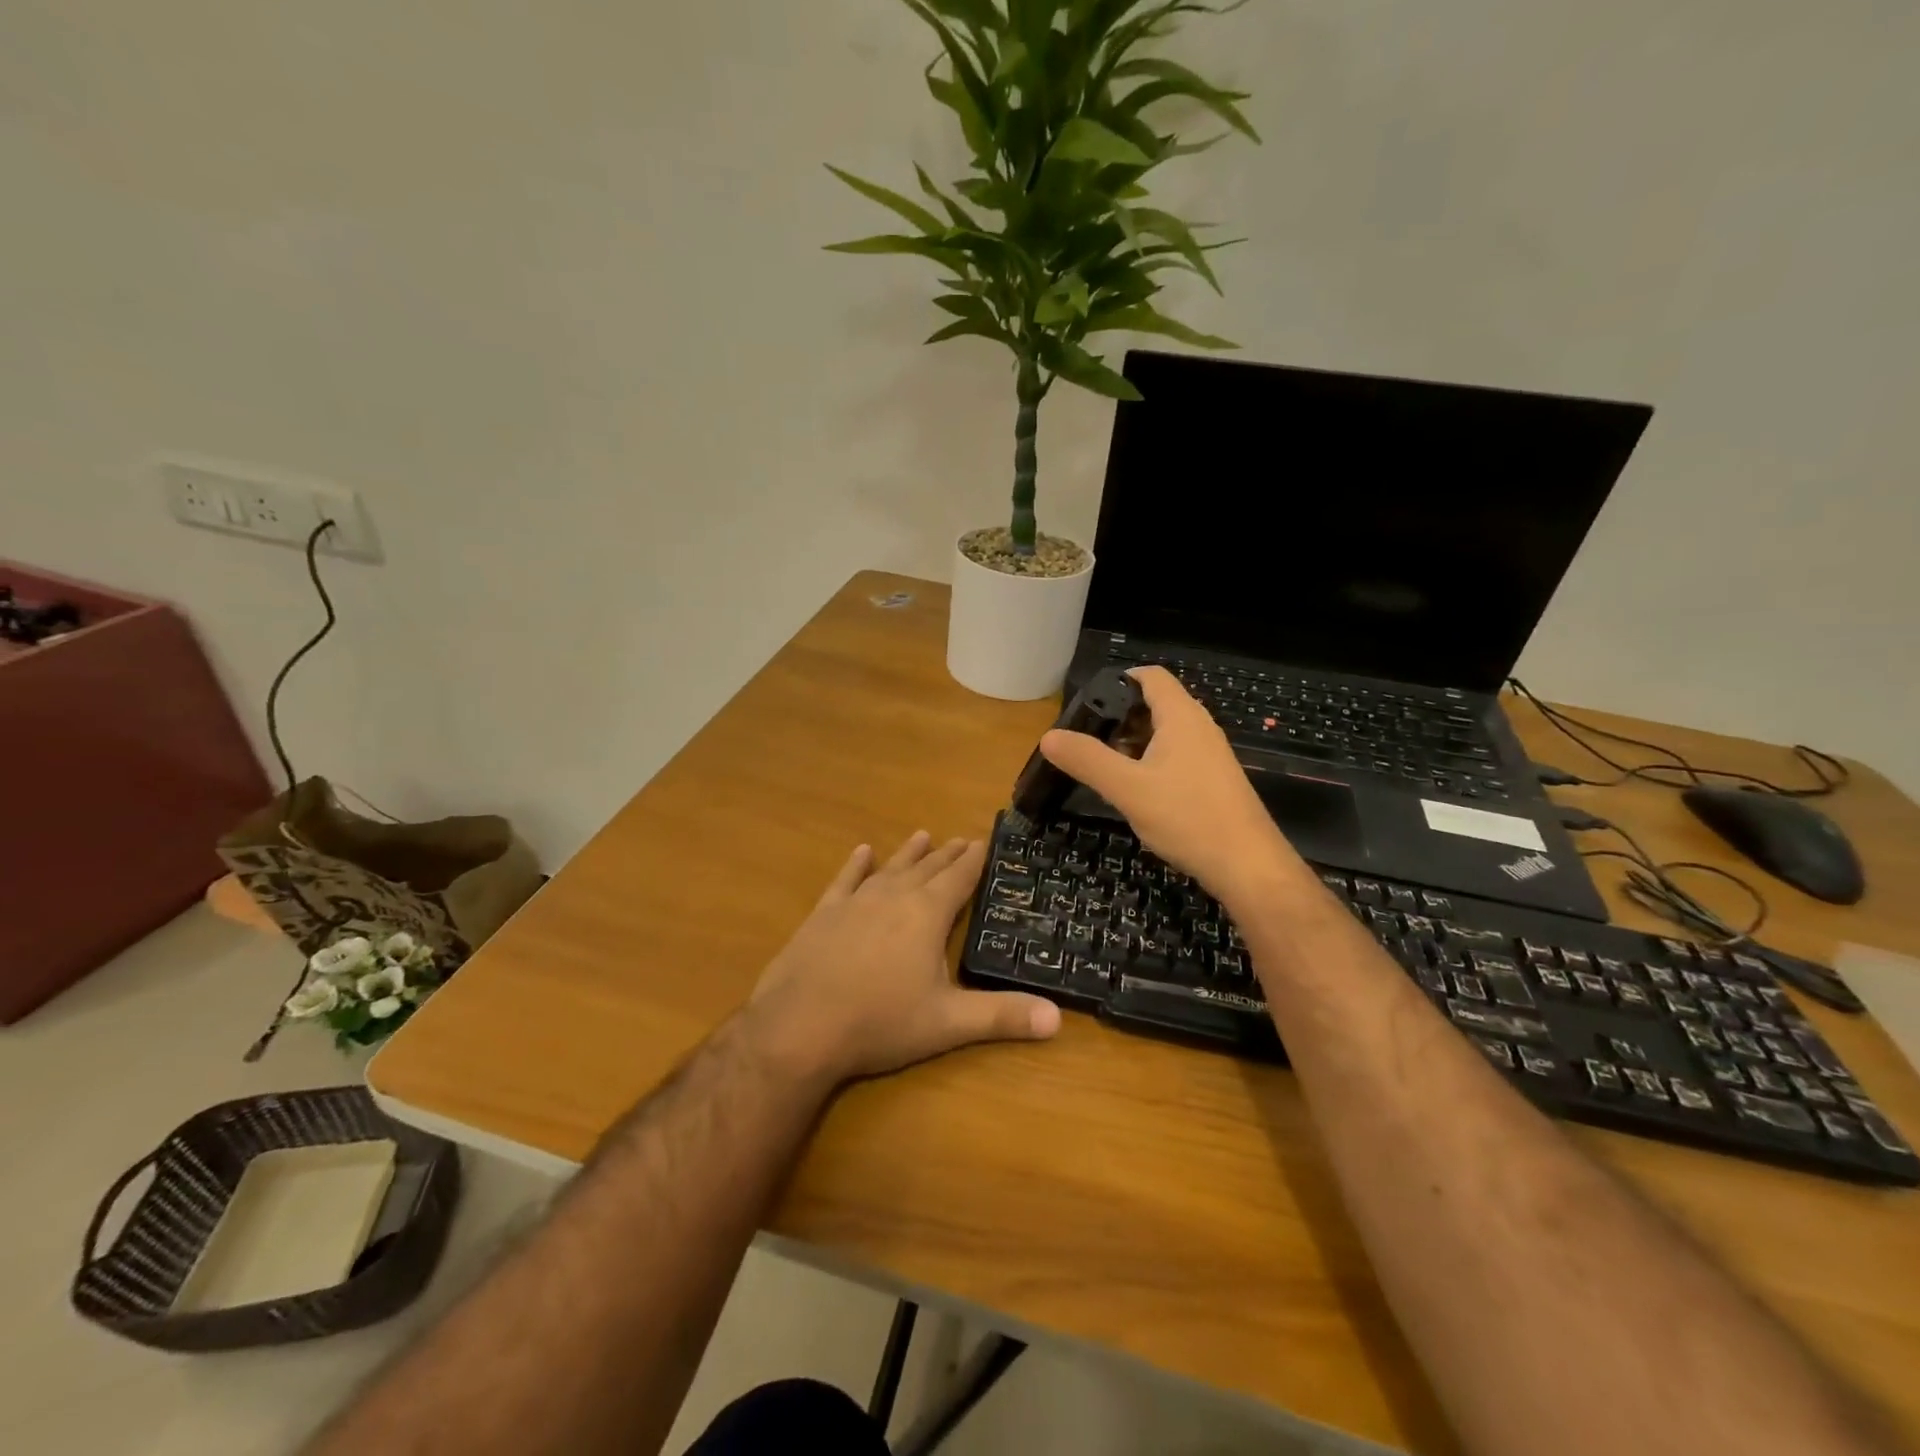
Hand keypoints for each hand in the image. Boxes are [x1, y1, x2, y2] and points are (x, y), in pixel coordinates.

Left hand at [746, 832, 1060, 1083]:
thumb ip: (1002, 1016)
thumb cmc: (880, 1022)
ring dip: (909, 853)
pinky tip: (862, 852)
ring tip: (923, 834)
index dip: (976, 859)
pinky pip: (845, 880)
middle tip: (963, 839)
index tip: (987, 839)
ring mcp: (856, 901)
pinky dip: (856, 865)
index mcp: (927, 914)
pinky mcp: (824, 913)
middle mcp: (895, 896)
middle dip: (949, 854)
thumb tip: (1057, 1018)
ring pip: (891, 868)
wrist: (799, 1026)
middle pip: (928, 868)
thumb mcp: (948, 1023)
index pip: (960, 878)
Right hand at [1039, 667, 1303, 910]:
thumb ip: (1087, 760)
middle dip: (1120, 717)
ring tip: (1104, 766)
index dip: (1118, 680)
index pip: (1150, 676)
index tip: (1088, 702)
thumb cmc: (1187, 817)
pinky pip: (1176, 757)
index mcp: (1181, 717)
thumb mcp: (1127, 788)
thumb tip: (1048, 736)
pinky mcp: (1213, 781)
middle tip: (1087, 739)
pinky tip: (1135, 791)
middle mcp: (1199, 727)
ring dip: (1134, 743)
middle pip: (1156, 704)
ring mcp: (1210, 755)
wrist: (1247, 865)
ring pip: (1165, 734)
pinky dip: (1151, 763)